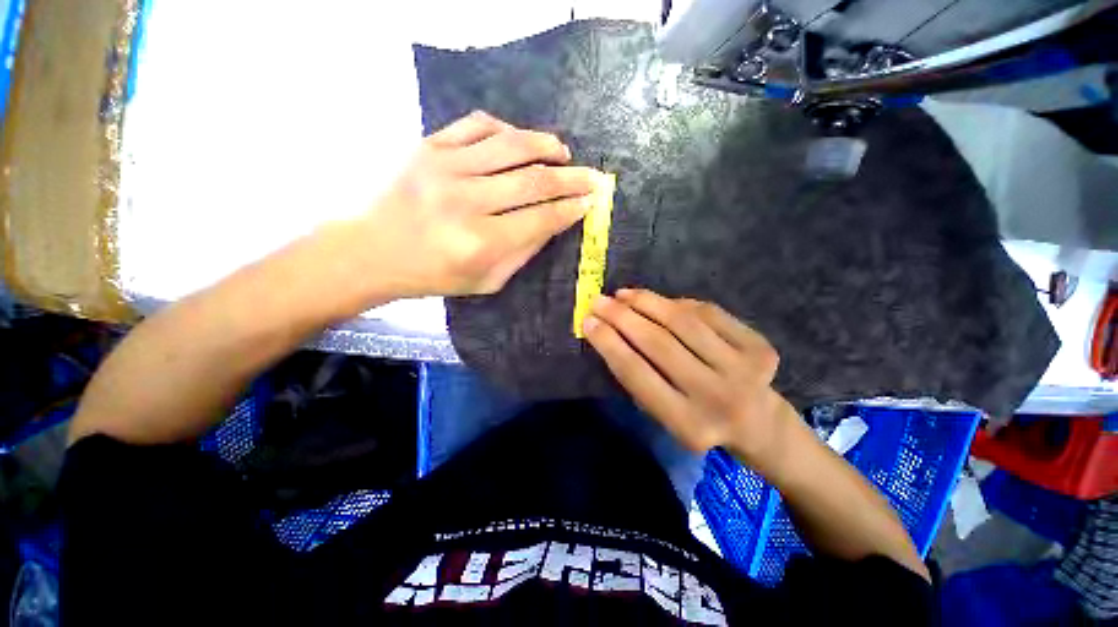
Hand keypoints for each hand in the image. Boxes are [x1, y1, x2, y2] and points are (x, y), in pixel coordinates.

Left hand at [351, 111, 604, 298]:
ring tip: (562, 152)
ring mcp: (445, 168)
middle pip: (534, 180)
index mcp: (481, 242)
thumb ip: (523, 252)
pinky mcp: (429, 146)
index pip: (541, 218)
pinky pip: (477, 124)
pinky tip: (519, 141)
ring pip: (511, 145)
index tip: (590, 201)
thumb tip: (553, 222)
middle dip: (571, 178)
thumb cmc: (435, 275)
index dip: (570, 208)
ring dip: (545, 145)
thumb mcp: (487, 280)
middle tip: (592, 176)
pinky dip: (506, 129)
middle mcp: (467, 201)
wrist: (375, 250)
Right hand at [583, 289, 798, 469]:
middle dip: (622, 317)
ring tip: (623, 294)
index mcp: (687, 424)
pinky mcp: (760, 347)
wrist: (759, 423)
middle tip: (599, 301)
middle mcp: (717, 397)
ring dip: (646, 302)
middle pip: (658, 343)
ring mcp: (744, 369)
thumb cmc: (699, 419)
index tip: (588, 321)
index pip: (636, 373)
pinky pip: (707, 313)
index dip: (608, 342)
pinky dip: (677, 303)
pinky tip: (659, 301)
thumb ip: (639, 378)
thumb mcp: (664, 415)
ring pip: (682, 322)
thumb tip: (610, 331)